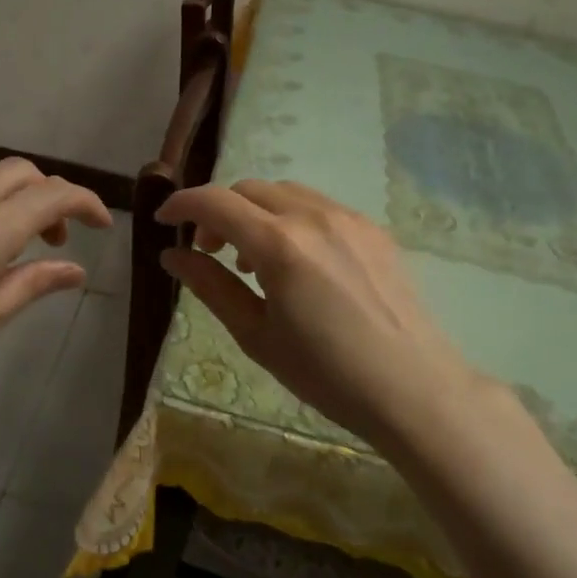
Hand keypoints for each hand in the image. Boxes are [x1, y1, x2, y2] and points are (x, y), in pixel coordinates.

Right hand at [158, 180, 500, 448]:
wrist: (413, 388)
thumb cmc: (326, 373)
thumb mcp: (256, 335)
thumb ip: (211, 286)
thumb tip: (172, 256)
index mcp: (279, 244)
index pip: (215, 202)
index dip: (182, 204)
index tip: (163, 220)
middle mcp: (313, 216)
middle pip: (248, 189)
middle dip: (218, 211)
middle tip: (210, 252)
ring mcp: (349, 218)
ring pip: (285, 192)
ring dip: (255, 212)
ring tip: (254, 260)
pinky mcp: (374, 229)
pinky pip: (319, 206)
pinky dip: (291, 218)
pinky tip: (298, 261)